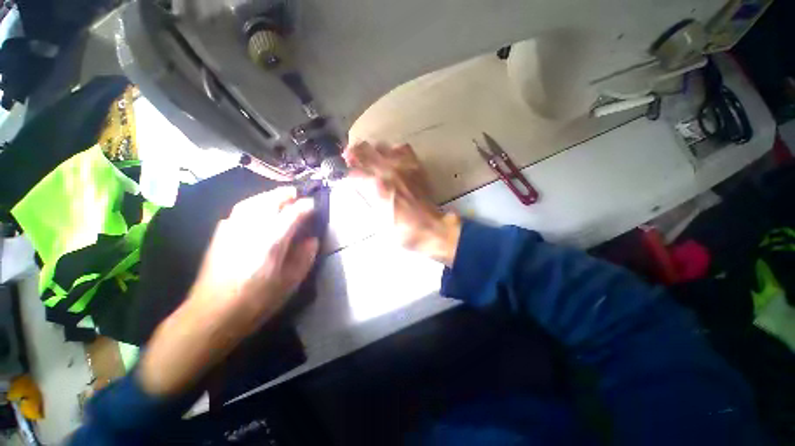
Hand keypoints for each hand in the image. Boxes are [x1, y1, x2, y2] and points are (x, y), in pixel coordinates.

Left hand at [139, 187, 318, 395]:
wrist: (211, 314)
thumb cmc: (256, 301)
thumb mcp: (290, 283)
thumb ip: (304, 257)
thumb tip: (312, 240)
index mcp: (271, 240)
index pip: (293, 213)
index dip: (306, 206)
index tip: (315, 205)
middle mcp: (251, 228)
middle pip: (270, 200)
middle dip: (286, 194)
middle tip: (298, 195)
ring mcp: (232, 229)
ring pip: (252, 201)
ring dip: (269, 196)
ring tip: (280, 198)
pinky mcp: (220, 234)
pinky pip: (239, 210)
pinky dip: (253, 204)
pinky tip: (257, 211)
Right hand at [343, 141, 460, 265]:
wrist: (430, 228)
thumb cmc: (402, 230)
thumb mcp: (376, 221)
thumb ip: (364, 200)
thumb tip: (354, 186)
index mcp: (375, 186)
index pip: (350, 171)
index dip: (342, 172)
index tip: (340, 175)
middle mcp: (387, 170)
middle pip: (361, 149)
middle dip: (351, 155)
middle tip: (350, 162)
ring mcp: (403, 165)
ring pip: (379, 145)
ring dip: (370, 152)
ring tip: (370, 160)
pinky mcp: (415, 165)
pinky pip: (401, 148)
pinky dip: (393, 151)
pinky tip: (392, 160)